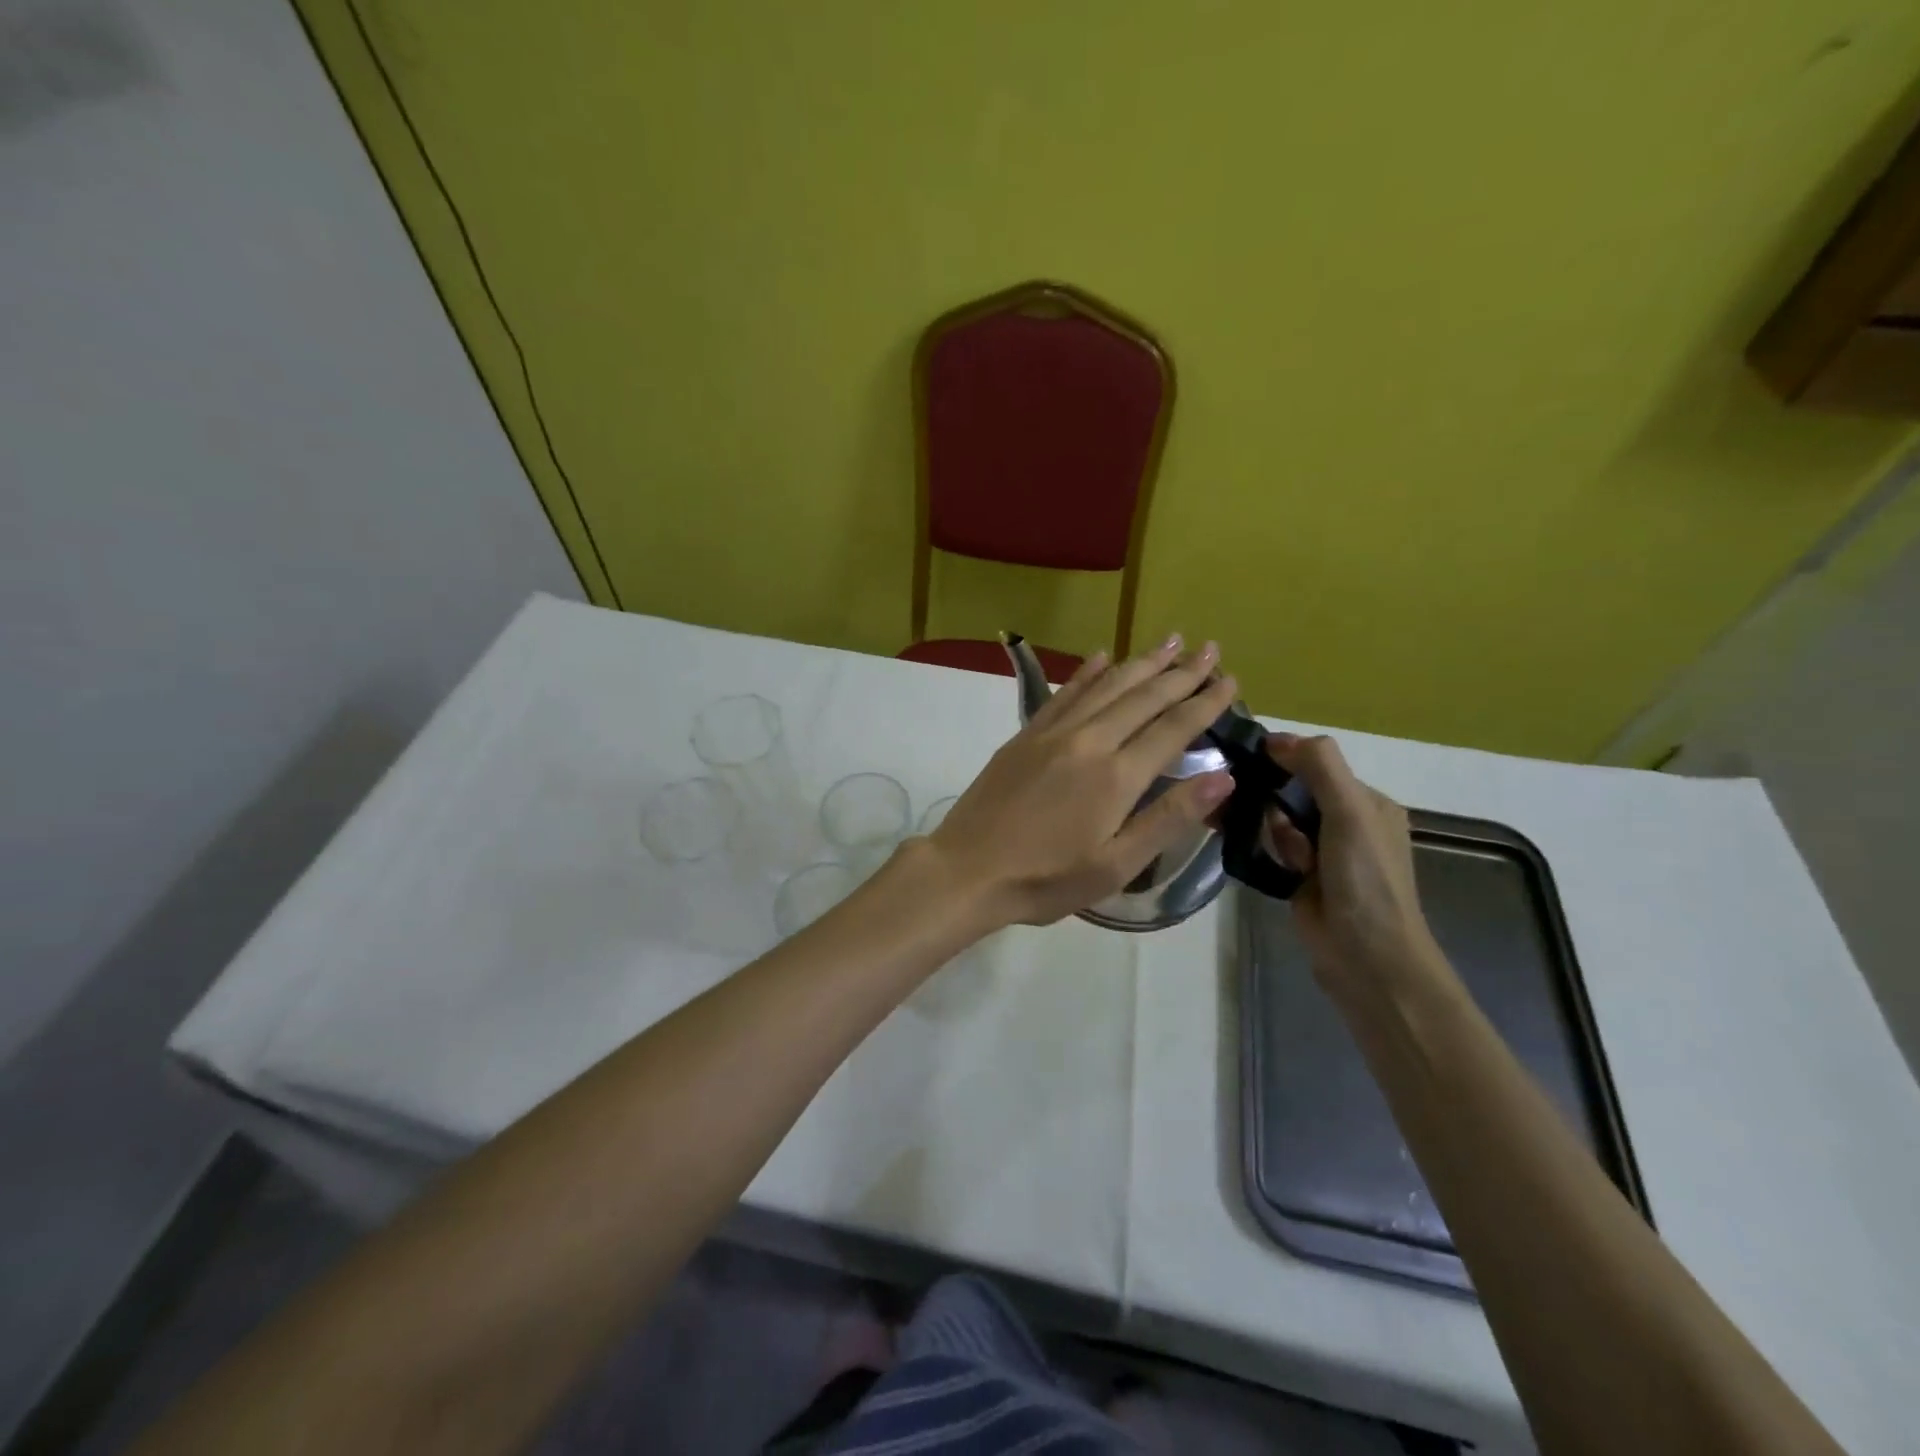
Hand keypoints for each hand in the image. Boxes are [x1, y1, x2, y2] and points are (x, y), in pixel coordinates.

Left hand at [926, 637, 1239, 927]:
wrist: (967, 870)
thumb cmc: (1045, 879)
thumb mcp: (1116, 865)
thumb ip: (1169, 818)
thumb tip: (1223, 777)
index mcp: (1117, 776)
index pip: (1173, 728)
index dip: (1205, 703)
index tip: (1230, 680)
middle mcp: (1089, 741)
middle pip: (1143, 697)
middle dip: (1181, 672)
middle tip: (1210, 648)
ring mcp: (1053, 733)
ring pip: (1106, 685)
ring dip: (1141, 662)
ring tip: (1171, 641)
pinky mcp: (1025, 735)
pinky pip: (1064, 693)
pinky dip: (1087, 672)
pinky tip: (1102, 657)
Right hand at [1260, 734, 1444, 995]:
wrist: (1366, 958)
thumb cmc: (1365, 880)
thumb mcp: (1351, 812)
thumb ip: (1320, 767)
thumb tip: (1276, 738)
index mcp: (1367, 802)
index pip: (1318, 763)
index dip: (1284, 757)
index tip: (1246, 756)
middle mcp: (1346, 822)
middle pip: (1294, 790)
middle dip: (1270, 793)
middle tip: (1241, 796)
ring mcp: (1321, 852)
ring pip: (1278, 818)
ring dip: (1264, 822)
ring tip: (1249, 830)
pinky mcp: (1298, 877)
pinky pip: (1271, 846)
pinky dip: (1260, 844)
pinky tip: (1245, 845)